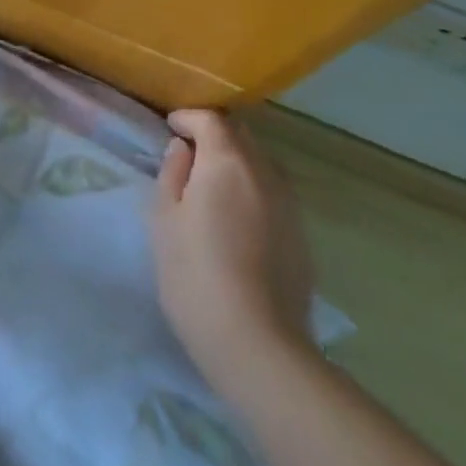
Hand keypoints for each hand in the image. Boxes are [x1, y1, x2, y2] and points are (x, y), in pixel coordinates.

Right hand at [152, 109, 316, 400]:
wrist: (258, 346)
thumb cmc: (196, 275)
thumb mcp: (164, 219)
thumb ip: (172, 173)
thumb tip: (182, 150)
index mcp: (227, 161)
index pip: (210, 119)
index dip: (187, 118)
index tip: (170, 129)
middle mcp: (264, 172)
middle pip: (240, 136)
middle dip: (214, 136)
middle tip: (188, 155)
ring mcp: (289, 205)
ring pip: (260, 164)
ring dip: (236, 163)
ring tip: (212, 188)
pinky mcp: (301, 236)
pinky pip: (272, 195)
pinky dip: (252, 191)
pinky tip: (236, 221)